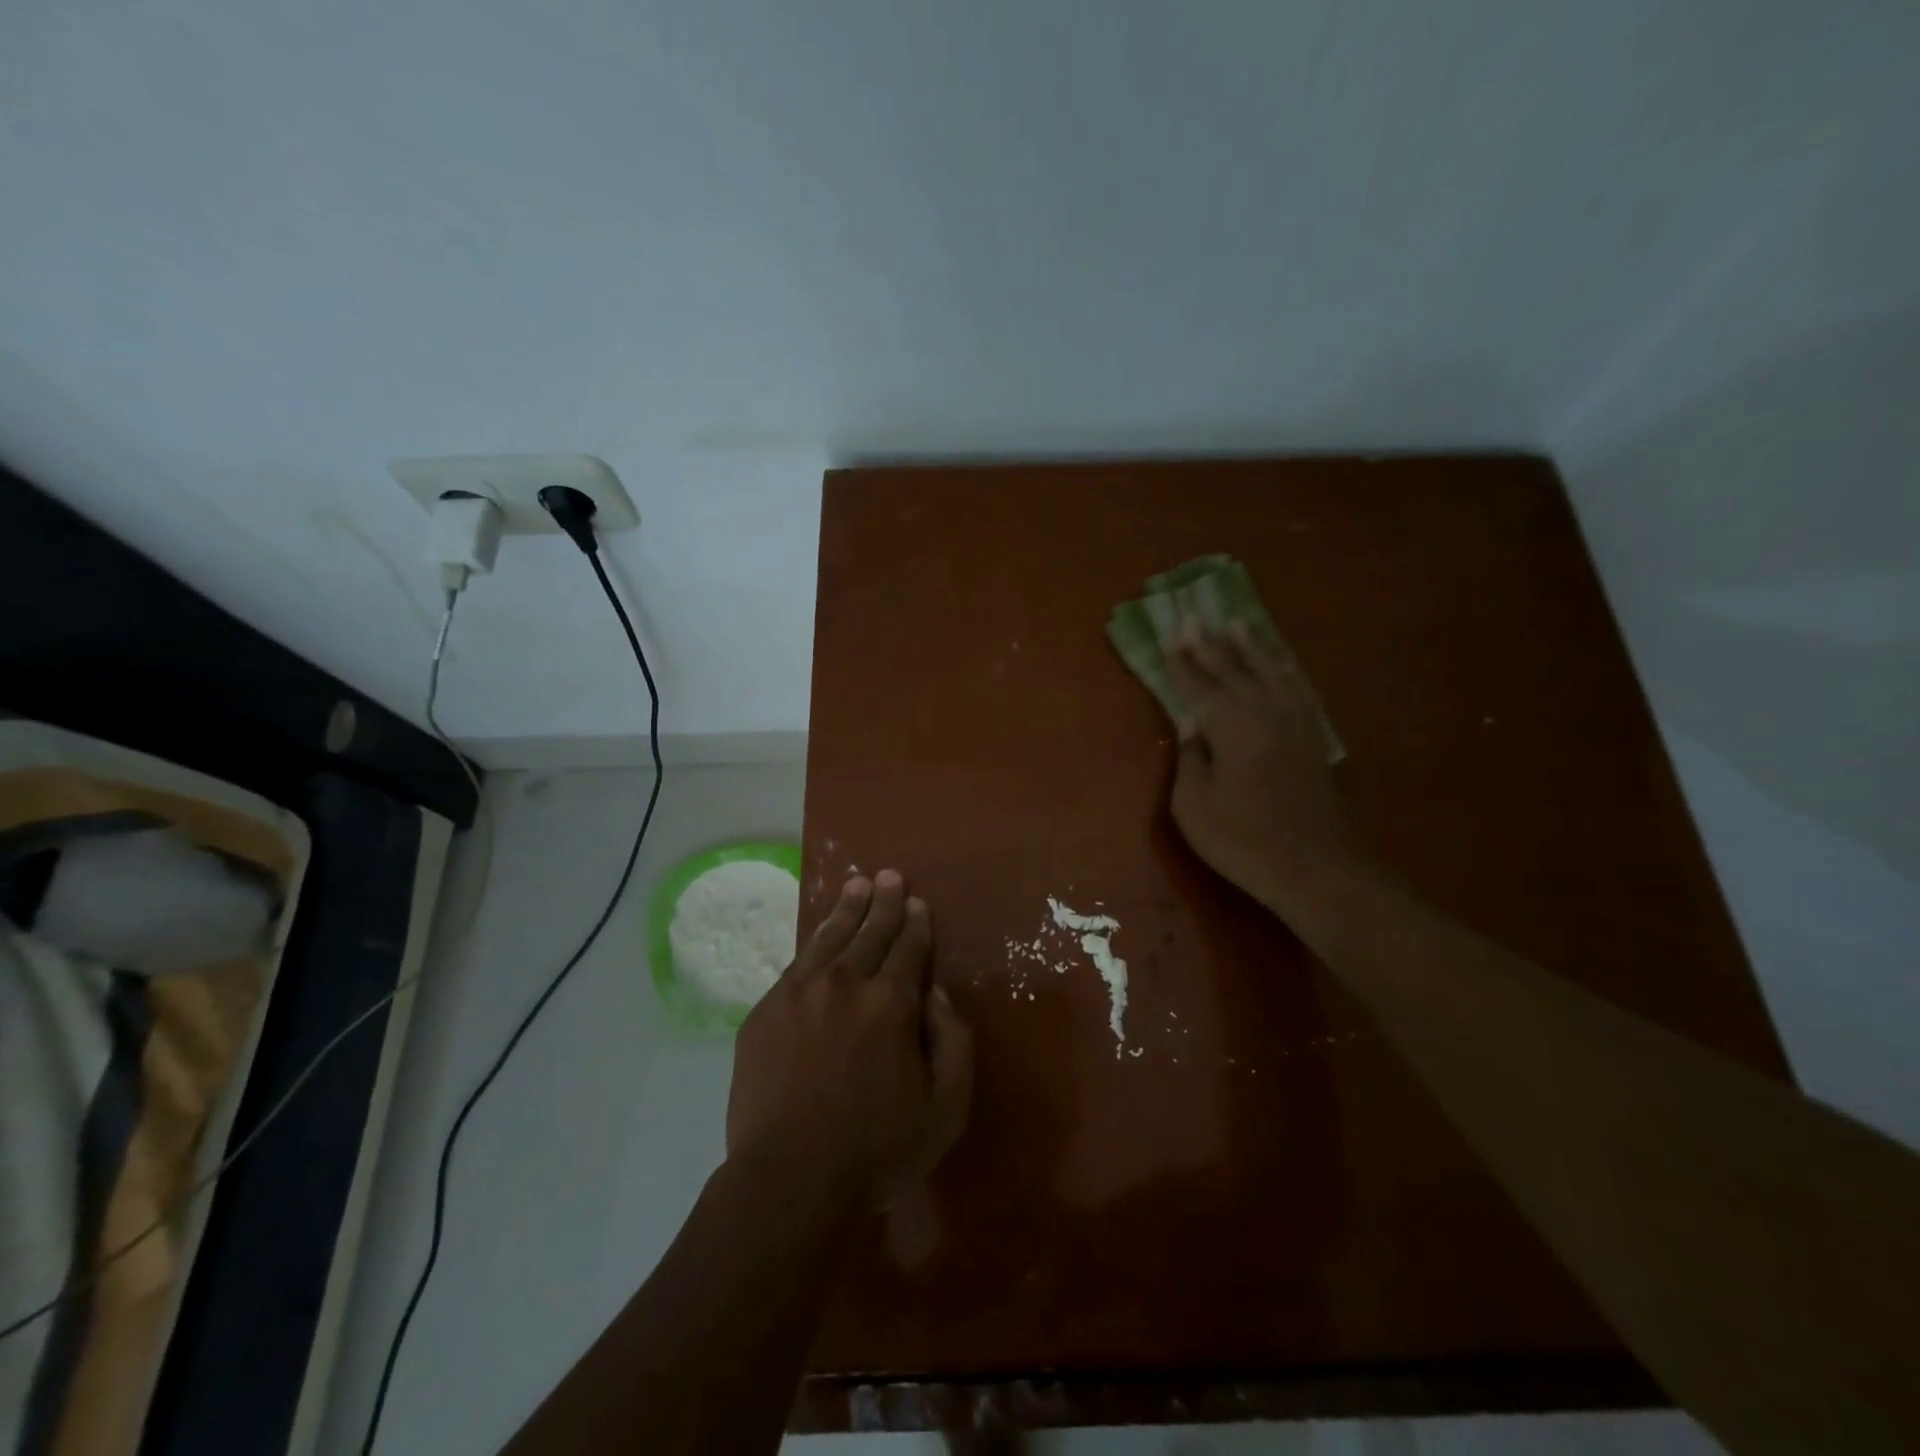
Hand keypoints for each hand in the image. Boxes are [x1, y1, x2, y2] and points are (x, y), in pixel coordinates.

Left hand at [725, 871, 973, 1210]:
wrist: (789, 1181)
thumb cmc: (876, 1150)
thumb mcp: (946, 1108)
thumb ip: (953, 1041)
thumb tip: (937, 994)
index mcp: (890, 1004)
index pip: (908, 949)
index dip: (915, 924)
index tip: (918, 904)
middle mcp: (845, 984)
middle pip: (870, 932)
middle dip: (884, 903)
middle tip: (890, 877)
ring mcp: (799, 994)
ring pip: (829, 937)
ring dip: (848, 909)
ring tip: (857, 885)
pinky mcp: (766, 1011)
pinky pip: (797, 963)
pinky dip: (814, 940)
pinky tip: (821, 933)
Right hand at [1165, 620, 1366, 918]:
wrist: (1317, 868)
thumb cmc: (1244, 841)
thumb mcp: (1194, 807)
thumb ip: (1190, 760)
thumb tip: (1190, 728)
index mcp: (1231, 727)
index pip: (1199, 686)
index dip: (1181, 662)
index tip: (1169, 635)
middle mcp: (1265, 713)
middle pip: (1233, 670)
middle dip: (1210, 644)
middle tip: (1195, 616)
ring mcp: (1294, 723)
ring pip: (1268, 673)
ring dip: (1250, 648)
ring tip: (1236, 623)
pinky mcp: (1313, 737)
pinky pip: (1295, 689)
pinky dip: (1282, 670)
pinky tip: (1277, 663)